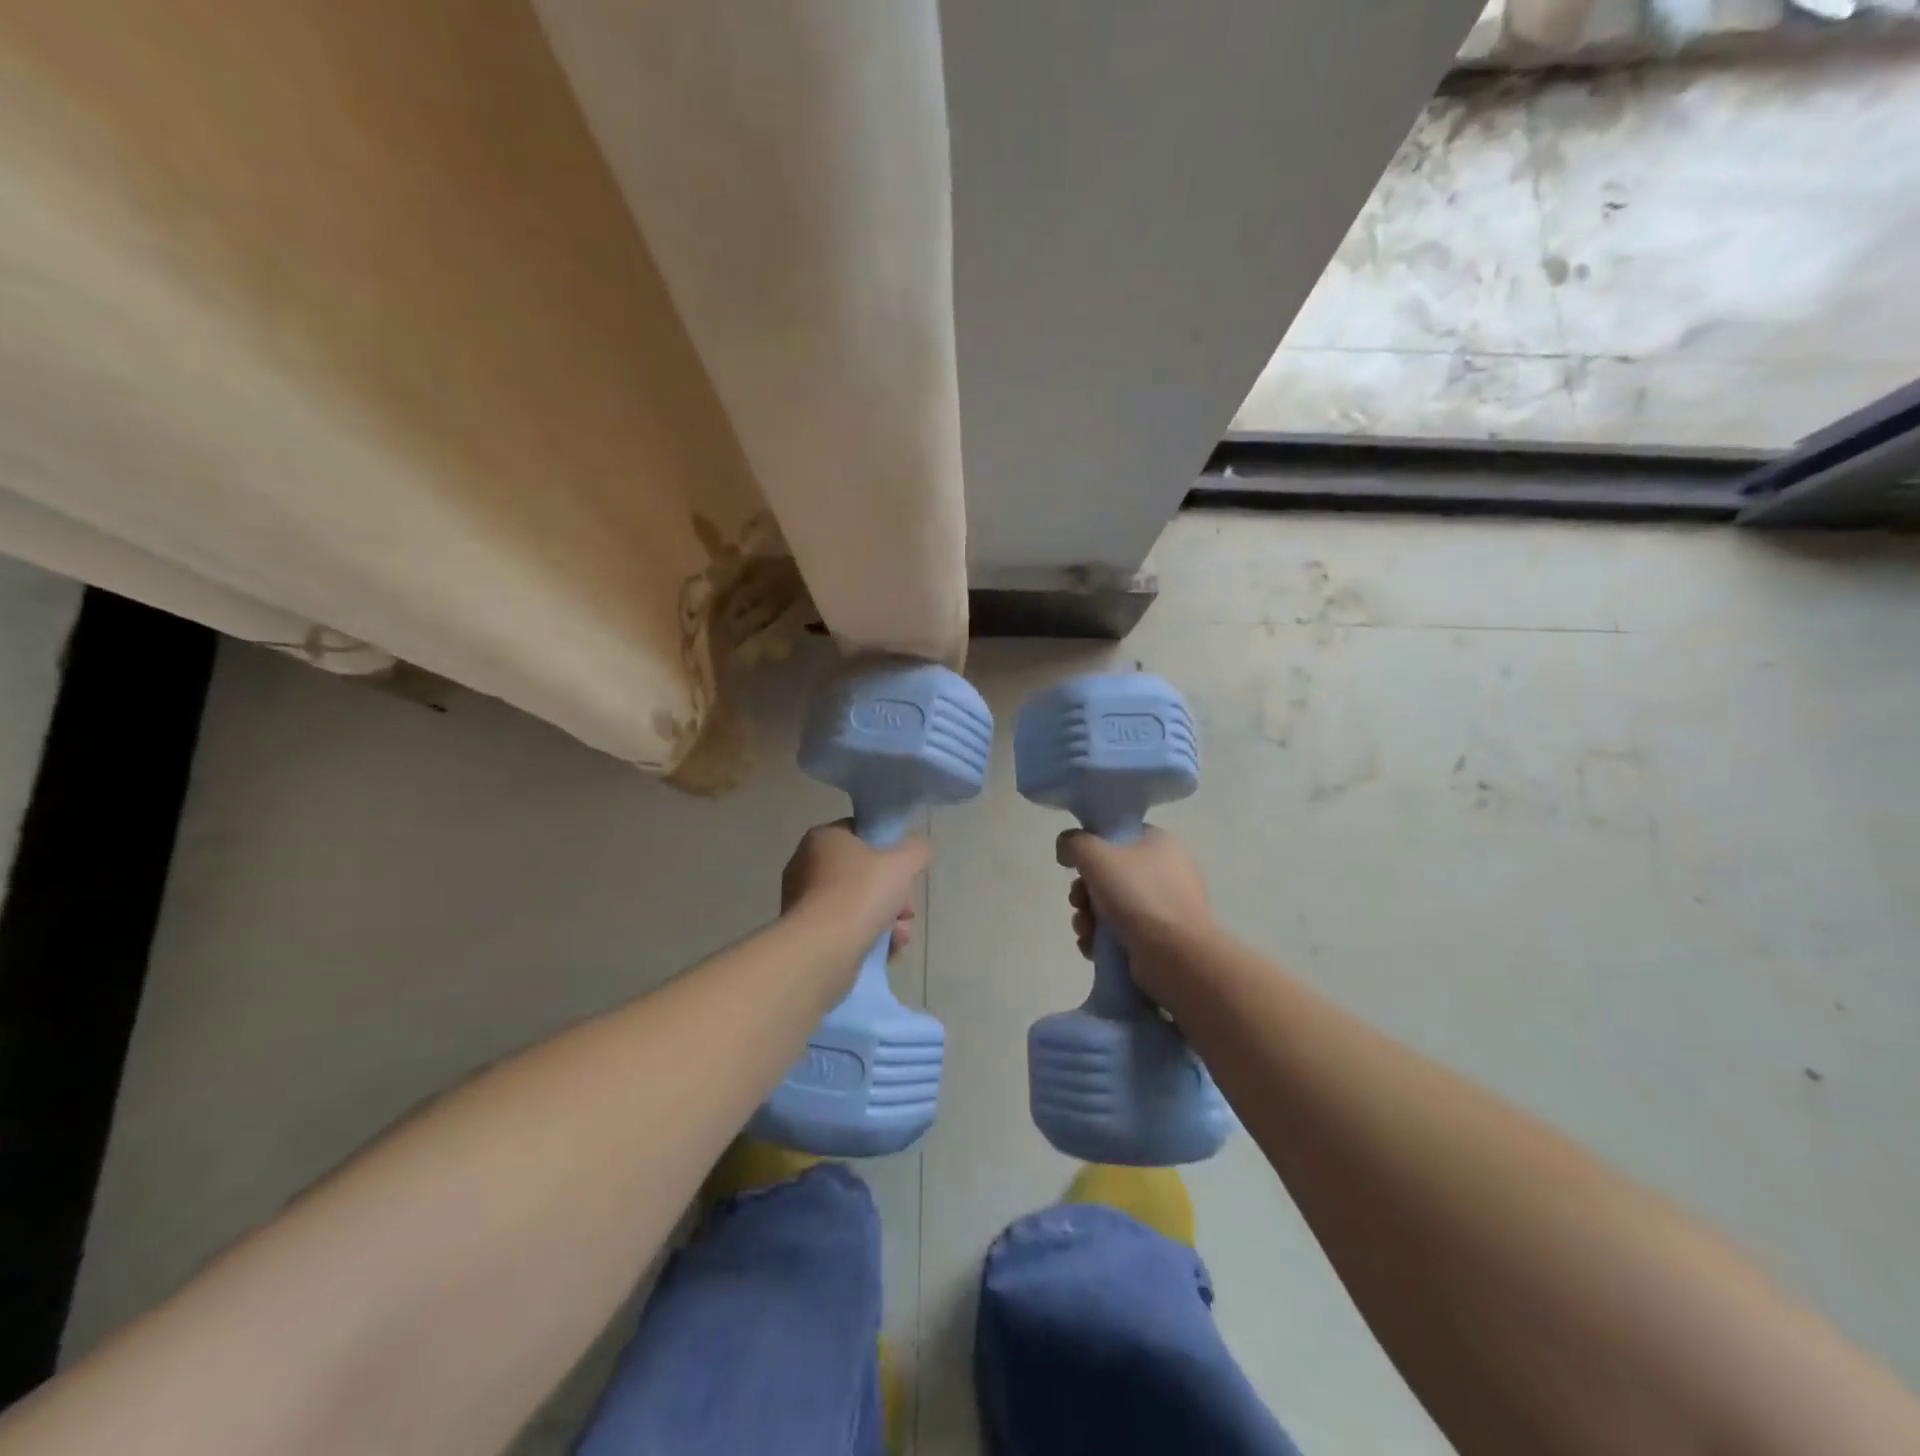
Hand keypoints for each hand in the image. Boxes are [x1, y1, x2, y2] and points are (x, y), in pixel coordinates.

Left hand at [781, 821, 925, 959]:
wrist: (821, 950)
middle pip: (863, 875)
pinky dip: (867, 937)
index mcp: (824, 838)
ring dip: (886, 920)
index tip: (906, 873)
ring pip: (857, 905)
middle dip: (893, 895)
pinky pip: (844, 929)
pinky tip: (888, 951)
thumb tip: (917, 851)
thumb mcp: (903, 863)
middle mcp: (807, 865)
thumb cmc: (860, 894)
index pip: (862, 835)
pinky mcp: (806, 934)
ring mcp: (803, 902)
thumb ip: (916, 850)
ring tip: (900, 938)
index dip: (890, 851)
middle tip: (907, 912)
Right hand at [1057, 826, 1213, 1002]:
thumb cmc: (1137, 896)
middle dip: (1084, 891)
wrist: (1175, 957)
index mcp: (1160, 843)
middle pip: (1109, 874)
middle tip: (1078, 902)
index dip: (1091, 849)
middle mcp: (1166, 872)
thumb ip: (1074, 843)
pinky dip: (1102, 939)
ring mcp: (1165, 908)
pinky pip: (1121, 932)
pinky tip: (1092, 948)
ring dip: (1088, 918)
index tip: (1076, 867)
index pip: (1117, 837)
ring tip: (1085, 931)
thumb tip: (1066, 849)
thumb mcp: (1096, 856)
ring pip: (1111, 906)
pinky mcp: (1160, 939)